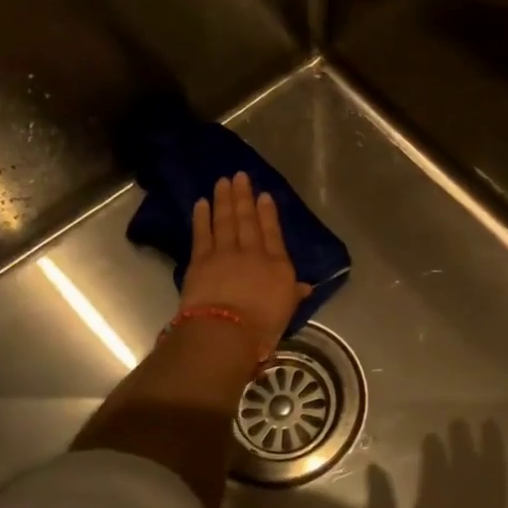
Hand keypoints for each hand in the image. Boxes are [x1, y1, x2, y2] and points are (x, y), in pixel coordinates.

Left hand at [180, 172, 310, 360]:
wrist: (225, 331)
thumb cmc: (262, 327)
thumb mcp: (286, 312)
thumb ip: (293, 294)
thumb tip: (306, 287)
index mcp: (277, 265)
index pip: (272, 233)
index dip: (268, 213)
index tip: (264, 195)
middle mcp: (252, 252)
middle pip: (247, 220)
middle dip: (244, 197)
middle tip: (240, 176)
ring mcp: (225, 253)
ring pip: (225, 220)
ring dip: (224, 200)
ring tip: (223, 182)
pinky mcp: (200, 259)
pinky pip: (202, 233)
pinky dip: (202, 217)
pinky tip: (201, 203)